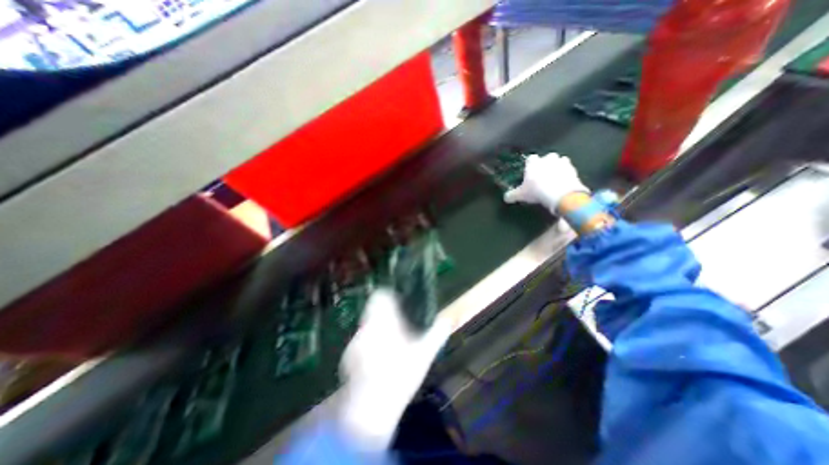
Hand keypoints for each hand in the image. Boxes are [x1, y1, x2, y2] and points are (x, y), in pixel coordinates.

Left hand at [336, 287, 452, 449]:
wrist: (371, 407)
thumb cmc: (401, 373)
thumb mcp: (425, 352)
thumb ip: (438, 333)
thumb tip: (449, 318)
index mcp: (383, 320)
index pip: (380, 296)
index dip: (389, 295)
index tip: (399, 304)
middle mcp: (366, 326)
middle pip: (374, 311)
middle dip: (386, 316)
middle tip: (400, 328)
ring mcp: (355, 341)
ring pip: (367, 327)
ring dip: (378, 331)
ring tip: (391, 347)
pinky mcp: (347, 357)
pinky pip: (361, 343)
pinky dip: (369, 346)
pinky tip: (380, 362)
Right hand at [505, 152, 588, 212]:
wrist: (560, 193)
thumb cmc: (536, 190)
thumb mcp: (521, 195)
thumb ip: (512, 195)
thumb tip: (506, 198)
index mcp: (534, 162)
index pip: (530, 159)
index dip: (530, 165)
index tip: (530, 172)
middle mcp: (547, 158)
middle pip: (547, 158)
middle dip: (546, 164)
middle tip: (543, 175)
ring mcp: (562, 162)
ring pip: (560, 161)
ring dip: (558, 167)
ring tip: (555, 178)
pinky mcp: (573, 169)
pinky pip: (569, 170)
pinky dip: (567, 175)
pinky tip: (563, 183)